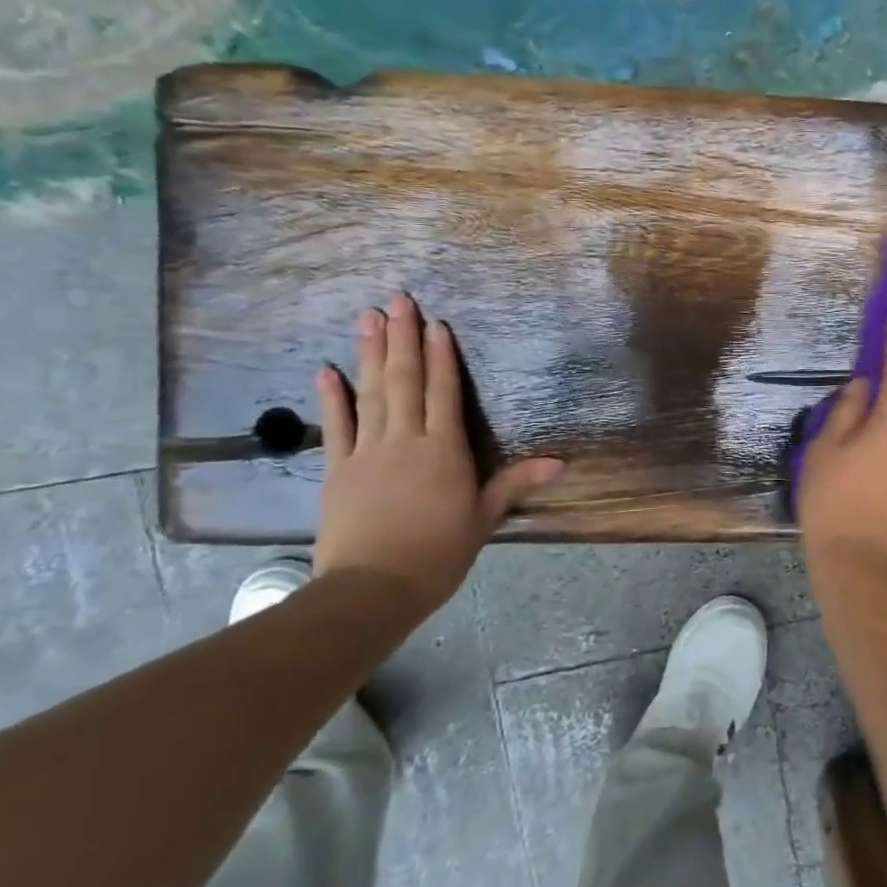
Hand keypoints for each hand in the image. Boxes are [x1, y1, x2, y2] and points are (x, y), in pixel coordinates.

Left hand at [312, 294, 561, 609]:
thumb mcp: (483, 518)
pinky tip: (326, 369)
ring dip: (369, 352)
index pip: (444, 393)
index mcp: (443, 450)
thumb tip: (560, 462)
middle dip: (402, 337)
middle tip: (397, 298)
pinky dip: (332, 396)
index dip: (440, 356)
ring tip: (367, 316)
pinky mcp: (338, 469)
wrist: (372, 588)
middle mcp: (405, 440)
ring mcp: (367, 451)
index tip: (436, 323)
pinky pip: (336, 425)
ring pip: (370, 392)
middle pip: (404, 380)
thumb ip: (515, 483)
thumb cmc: (438, 554)